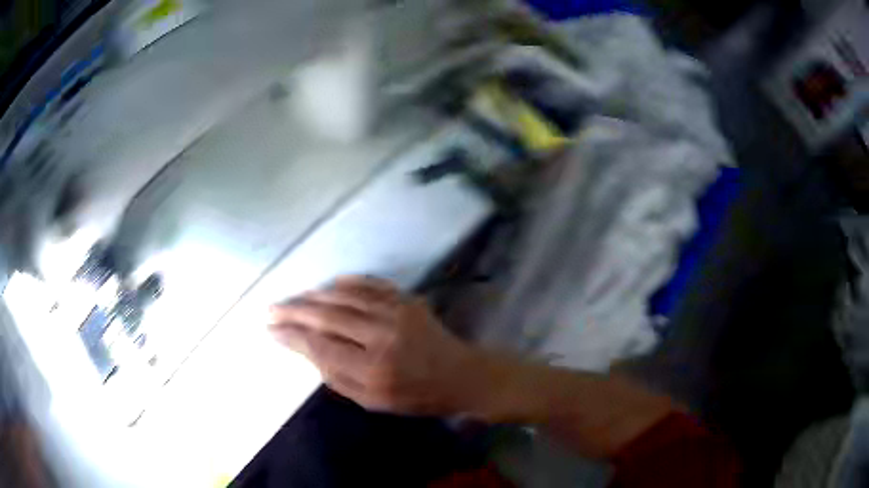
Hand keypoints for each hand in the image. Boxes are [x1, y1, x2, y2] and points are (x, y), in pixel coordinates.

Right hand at [268, 276, 482, 414]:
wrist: (461, 375)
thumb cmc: (416, 396)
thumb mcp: (373, 402)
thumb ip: (337, 377)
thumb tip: (307, 349)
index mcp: (373, 369)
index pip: (320, 345)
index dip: (291, 335)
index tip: (271, 329)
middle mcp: (382, 335)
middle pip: (326, 316)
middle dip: (293, 311)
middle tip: (271, 309)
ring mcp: (396, 312)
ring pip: (343, 295)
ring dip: (314, 295)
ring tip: (294, 299)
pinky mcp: (406, 299)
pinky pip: (369, 284)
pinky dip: (345, 282)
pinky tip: (328, 285)